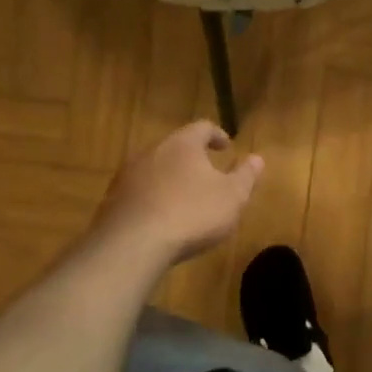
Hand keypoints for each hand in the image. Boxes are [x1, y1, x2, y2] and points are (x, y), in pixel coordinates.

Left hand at [95, 122, 263, 265]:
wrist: (133, 244)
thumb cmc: (191, 213)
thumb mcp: (232, 197)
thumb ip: (246, 176)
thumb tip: (257, 158)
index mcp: (183, 144)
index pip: (202, 127)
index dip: (217, 135)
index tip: (227, 147)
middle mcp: (152, 151)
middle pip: (175, 146)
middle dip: (192, 157)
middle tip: (207, 172)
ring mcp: (128, 174)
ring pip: (155, 168)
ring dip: (171, 177)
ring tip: (185, 197)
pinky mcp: (113, 199)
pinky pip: (139, 191)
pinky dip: (154, 196)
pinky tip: (162, 216)